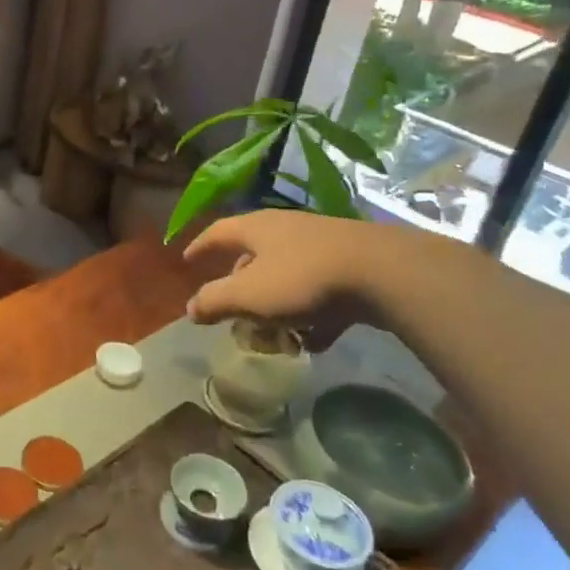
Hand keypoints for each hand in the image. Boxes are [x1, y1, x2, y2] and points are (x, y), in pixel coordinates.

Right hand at [183, 209, 389, 333]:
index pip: (218, 232)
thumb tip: (191, 308)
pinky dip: (312, 316)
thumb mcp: (249, 295)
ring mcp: (321, 246)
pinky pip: (320, 292)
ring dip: (277, 306)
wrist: (382, 272)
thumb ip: (215, 301)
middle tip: (233, 309)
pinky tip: (315, 341)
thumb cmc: (302, 278)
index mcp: (256, 228)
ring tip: (275, 334)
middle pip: (253, 256)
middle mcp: (286, 229)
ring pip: (287, 276)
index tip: (187, 259)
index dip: (200, 246)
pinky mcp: (351, 266)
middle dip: (241, 285)